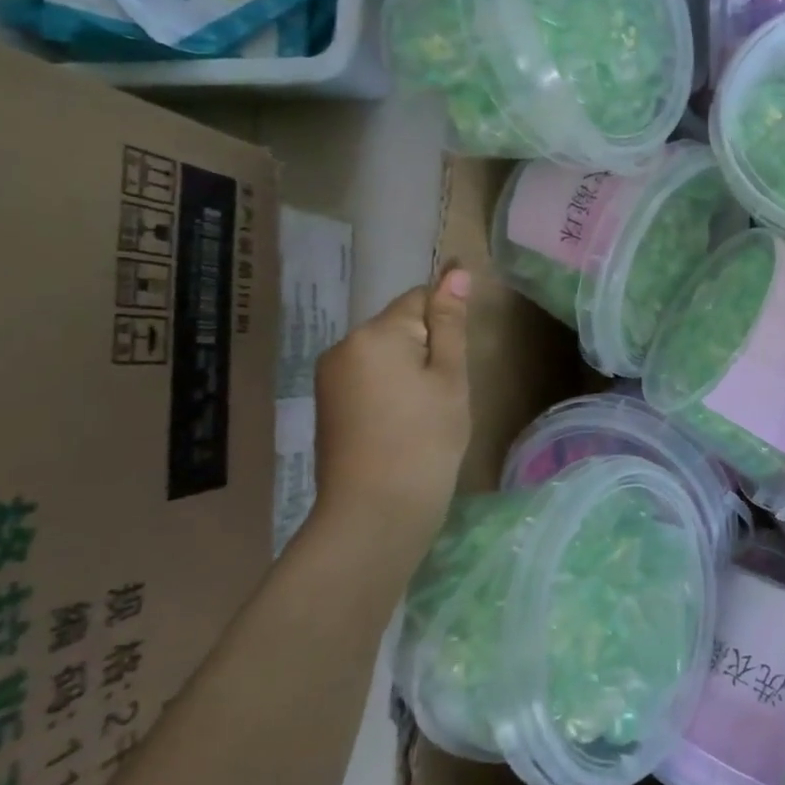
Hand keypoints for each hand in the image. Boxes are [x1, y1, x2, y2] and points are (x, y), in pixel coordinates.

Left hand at [311, 269, 472, 551]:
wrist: (374, 513)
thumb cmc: (425, 440)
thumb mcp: (449, 377)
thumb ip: (450, 322)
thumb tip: (455, 271)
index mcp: (376, 333)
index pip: (419, 298)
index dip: (446, 323)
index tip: (457, 361)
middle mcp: (344, 345)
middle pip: (399, 326)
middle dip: (426, 348)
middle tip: (444, 395)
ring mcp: (330, 377)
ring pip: (384, 354)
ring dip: (408, 370)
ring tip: (425, 414)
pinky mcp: (327, 404)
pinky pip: (368, 378)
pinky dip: (390, 390)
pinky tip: (402, 425)